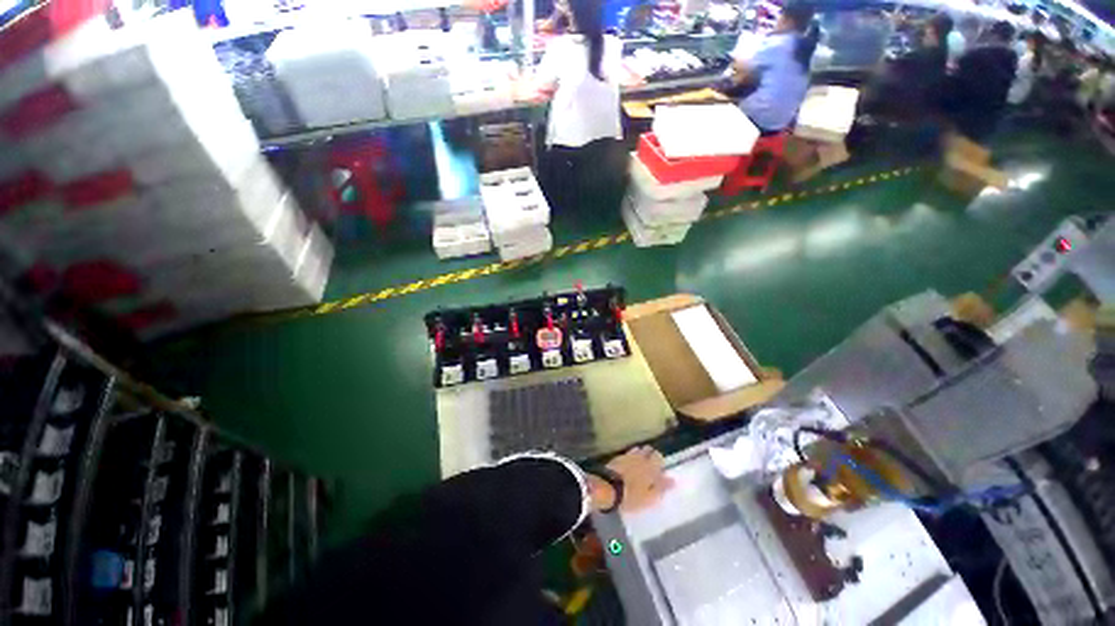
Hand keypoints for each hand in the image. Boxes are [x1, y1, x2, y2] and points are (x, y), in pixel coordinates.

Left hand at [606, 446, 674, 512]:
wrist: (608, 488)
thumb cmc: (632, 496)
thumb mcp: (650, 497)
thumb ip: (661, 487)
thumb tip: (673, 480)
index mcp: (650, 467)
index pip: (658, 456)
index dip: (659, 460)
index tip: (660, 466)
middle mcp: (639, 458)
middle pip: (647, 450)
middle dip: (650, 454)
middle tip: (650, 463)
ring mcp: (627, 456)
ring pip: (637, 450)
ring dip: (640, 454)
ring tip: (640, 462)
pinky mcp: (617, 458)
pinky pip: (627, 453)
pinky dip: (630, 456)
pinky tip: (628, 462)